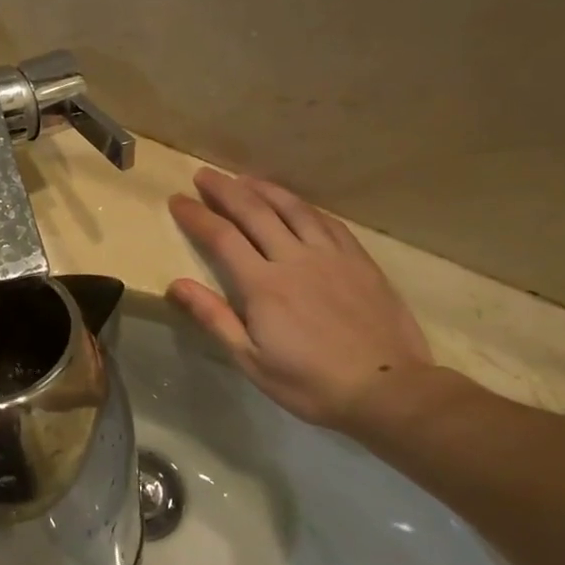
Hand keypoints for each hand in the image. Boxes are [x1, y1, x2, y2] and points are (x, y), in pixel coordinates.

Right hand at [168, 168, 433, 430]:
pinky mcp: (359, 261)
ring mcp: (331, 256)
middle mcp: (294, 259)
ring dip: (264, 189)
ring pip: (293, 209)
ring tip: (244, 178)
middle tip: (204, 174)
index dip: (197, 215)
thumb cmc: (310, 382)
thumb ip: (214, 317)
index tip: (177, 200)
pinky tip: (295, 203)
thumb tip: (176, 285)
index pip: (221, 237)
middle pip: (255, 212)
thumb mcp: (251, 360)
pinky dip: (304, 206)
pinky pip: (328, 222)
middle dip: (225, 190)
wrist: (388, 390)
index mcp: (263, 285)